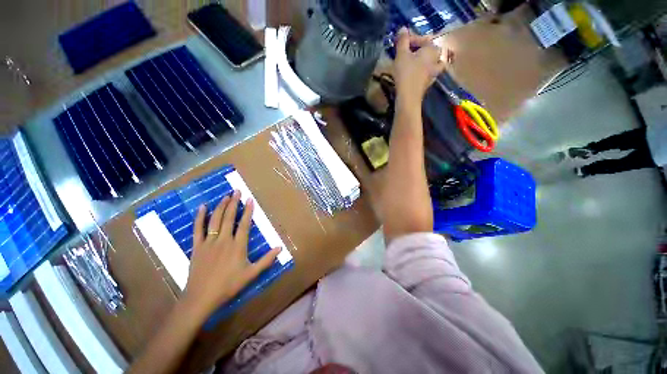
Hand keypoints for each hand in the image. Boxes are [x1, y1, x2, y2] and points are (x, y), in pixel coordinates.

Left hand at [180, 190, 280, 321]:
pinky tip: (203, 207)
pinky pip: (198, 229)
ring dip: (221, 207)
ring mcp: (209, 242)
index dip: (248, 211)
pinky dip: (200, 217)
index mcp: (238, 246)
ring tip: (225, 196)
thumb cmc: (228, 285)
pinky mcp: (197, 247)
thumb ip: (266, 260)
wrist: (201, 297)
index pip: (244, 224)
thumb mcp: (251, 274)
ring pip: (215, 220)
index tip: (250, 199)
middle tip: (237, 191)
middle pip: (229, 218)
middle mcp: (224, 240)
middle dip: (234, 203)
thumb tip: (280, 248)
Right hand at [393, 28, 445, 105]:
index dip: (412, 39)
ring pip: (433, 63)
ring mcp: (434, 73)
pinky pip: (428, 74)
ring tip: (416, 64)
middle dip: (422, 50)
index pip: (424, 39)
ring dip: (426, 62)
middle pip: (432, 50)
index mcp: (431, 50)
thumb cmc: (405, 73)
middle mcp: (436, 60)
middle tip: (410, 53)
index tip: (401, 43)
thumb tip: (403, 28)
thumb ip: (403, 41)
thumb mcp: (401, 55)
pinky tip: (416, 76)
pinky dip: (424, 72)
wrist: (408, 97)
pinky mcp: (428, 84)